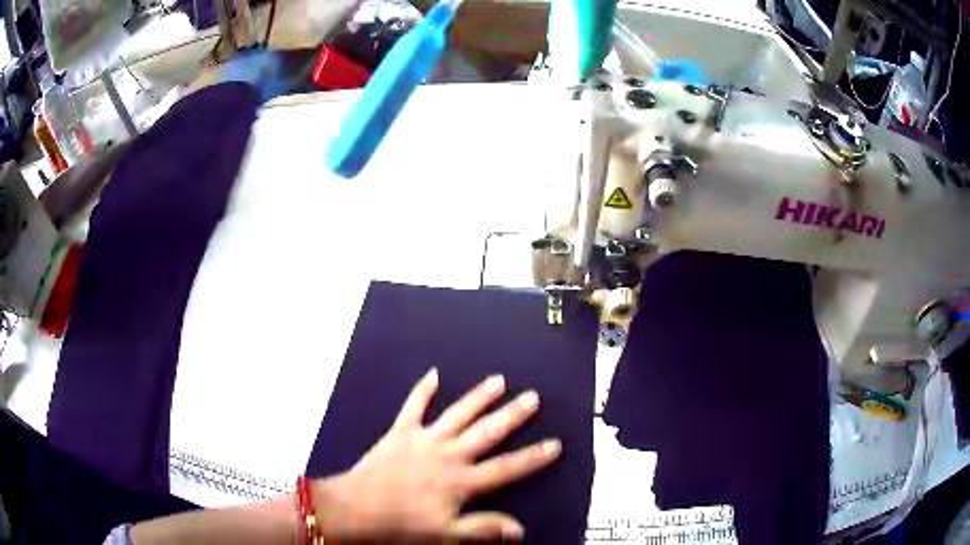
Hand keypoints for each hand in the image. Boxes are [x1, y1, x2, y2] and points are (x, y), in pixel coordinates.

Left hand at [314, 368, 561, 541]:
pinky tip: (433, 374)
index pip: (506, 468)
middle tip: (533, 396)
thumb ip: (483, 528)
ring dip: (478, 397)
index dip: (533, 458)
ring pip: (457, 414)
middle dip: (512, 415)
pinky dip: (422, 390)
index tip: (556, 444)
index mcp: (461, 481)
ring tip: (498, 379)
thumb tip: (521, 529)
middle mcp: (448, 455)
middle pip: (487, 433)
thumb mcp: (446, 534)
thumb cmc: (402, 524)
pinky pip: (413, 407)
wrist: (356, 508)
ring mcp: (423, 439)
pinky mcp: (400, 432)